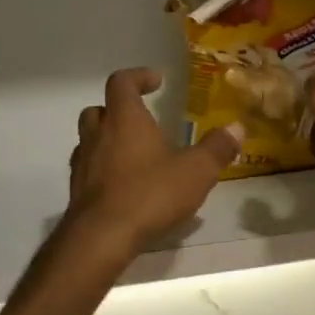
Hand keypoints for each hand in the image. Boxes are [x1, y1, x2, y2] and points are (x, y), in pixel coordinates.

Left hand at [67, 69, 242, 258]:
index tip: (156, 81)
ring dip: (108, 140)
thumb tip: (237, 127)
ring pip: (89, 140)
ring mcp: (83, 164)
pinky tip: (123, 186)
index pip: (121, 82)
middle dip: (118, 110)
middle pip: (98, 109)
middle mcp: (98, 135)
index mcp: (125, 120)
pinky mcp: (77, 192)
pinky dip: (103, 170)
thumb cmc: (150, 194)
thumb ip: (217, 148)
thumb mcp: (196, 172)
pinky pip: (88, 170)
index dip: (138, 77)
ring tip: (134, 155)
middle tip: (142, 120)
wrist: (101, 238)